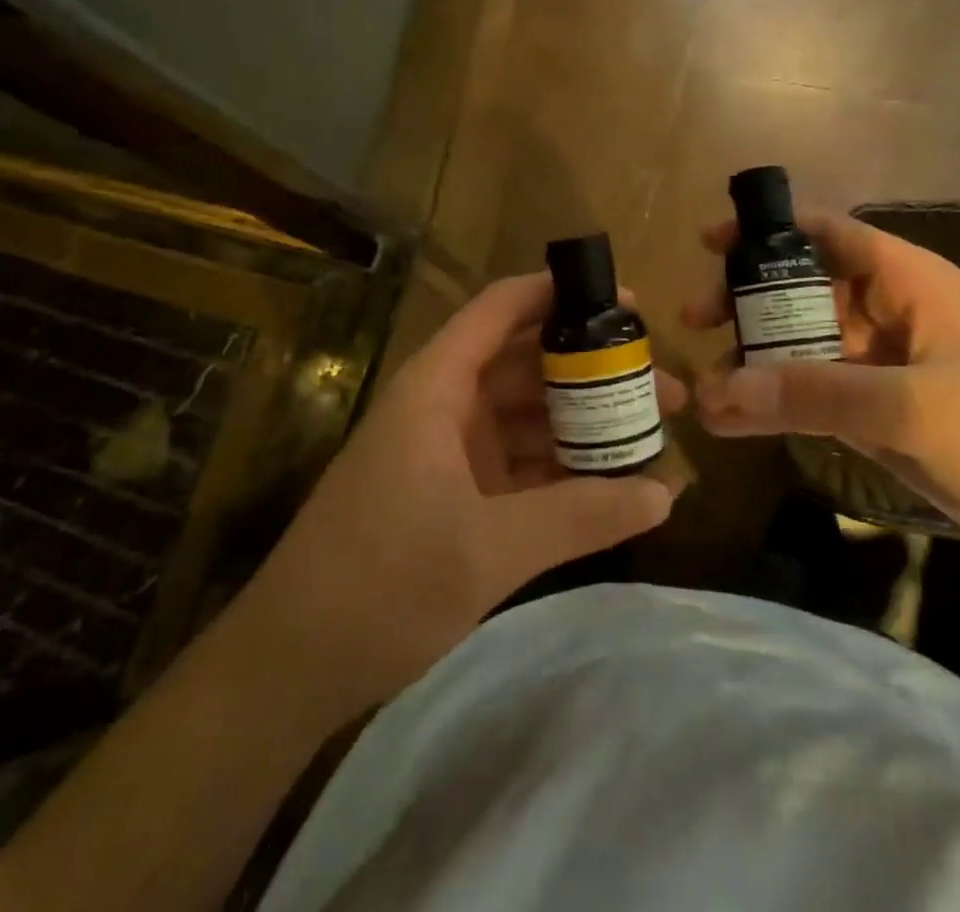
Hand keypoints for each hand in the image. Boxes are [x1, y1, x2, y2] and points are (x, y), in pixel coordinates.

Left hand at [246, 273, 680, 714]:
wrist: (292, 664)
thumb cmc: (381, 582)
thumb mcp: (489, 549)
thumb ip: (579, 516)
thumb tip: (666, 492)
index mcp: (438, 387)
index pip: (501, 309)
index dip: (560, 294)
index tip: (626, 305)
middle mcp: (445, 406)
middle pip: (527, 363)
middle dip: (594, 369)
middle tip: (664, 385)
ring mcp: (449, 453)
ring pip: (528, 416)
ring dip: (583, 422)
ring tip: (651, 433)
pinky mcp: (455, 496)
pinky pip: (519, 464)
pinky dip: (561, 468)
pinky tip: (611, 483)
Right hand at [684, 209, 959, 580]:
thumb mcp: (911, 407)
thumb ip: (813, 394)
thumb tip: (719, 389)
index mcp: (910, 281)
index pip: (829, 234)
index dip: (769, 231)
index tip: (710, 244)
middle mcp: (892, 313)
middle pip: (805, 290)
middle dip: (748, 303)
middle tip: (696, 323)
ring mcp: (886, 365)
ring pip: (805, 347)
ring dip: (757, 362)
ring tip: (706, 386)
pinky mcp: (883, 412)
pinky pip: (817, 395)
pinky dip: (778, 404)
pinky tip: (735, 420)